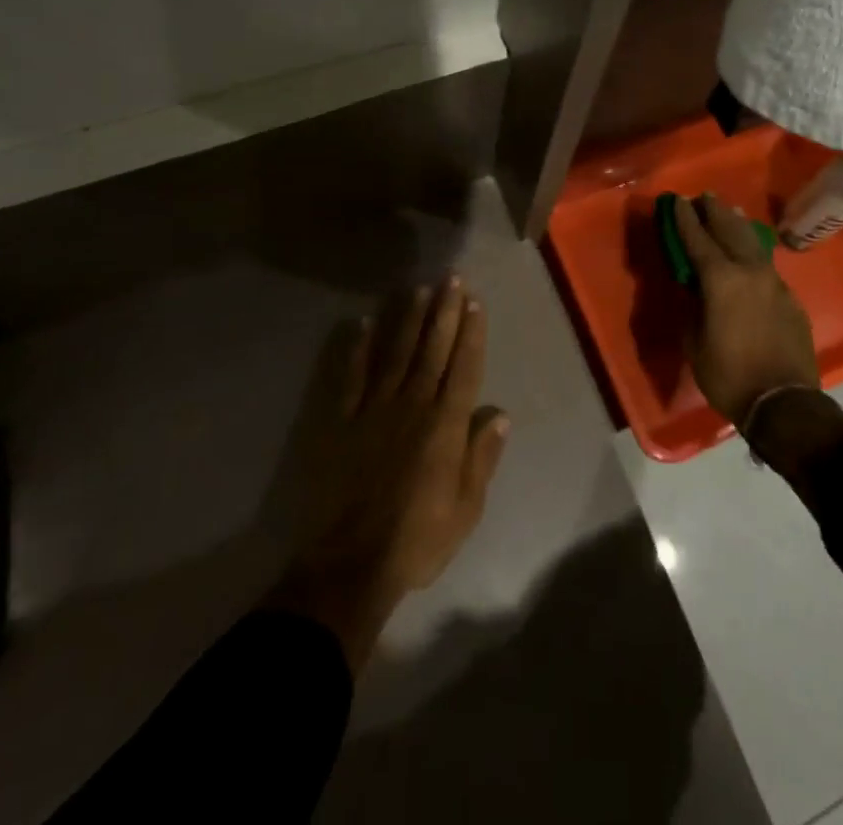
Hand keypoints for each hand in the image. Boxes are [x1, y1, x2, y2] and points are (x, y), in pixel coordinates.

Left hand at [267, 278, 508, 672]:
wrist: (349, 564)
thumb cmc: (416, 539)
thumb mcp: (466, 509)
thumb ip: (482, 458)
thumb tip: (500, 414)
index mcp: (445, 426)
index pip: (463, 369)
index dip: (471, 334)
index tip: (474, 303)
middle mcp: (412, 406)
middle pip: (432, 350)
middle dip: (444, 312)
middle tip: (451, 279)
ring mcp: (374, 409)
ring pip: (396, 353)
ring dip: (408, 319)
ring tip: (418, 290)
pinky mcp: (342, 421)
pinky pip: (351, 376)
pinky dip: (357, 348)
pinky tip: (362, 323)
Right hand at [673, 194, 819, 426]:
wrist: (784, 402)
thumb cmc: (728, 375)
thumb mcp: (694, 342)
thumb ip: (693, 307)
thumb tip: (695, 289)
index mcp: (721, 280)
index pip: (698, 240)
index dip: (686, 220)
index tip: (678, 201)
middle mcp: (749, 271)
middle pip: (730, 231)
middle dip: (714, 213)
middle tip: (704, 197)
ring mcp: (774, 283)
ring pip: (753, 243)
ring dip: (737, 225)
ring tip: (729, 211)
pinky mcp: (789, 298)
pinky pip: (767, 266)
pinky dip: (754, 252)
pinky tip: (751, 253)